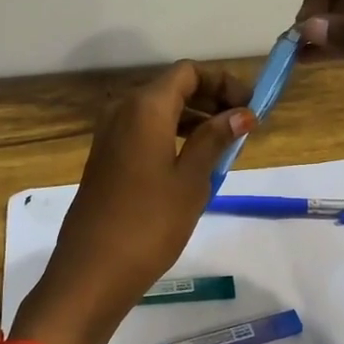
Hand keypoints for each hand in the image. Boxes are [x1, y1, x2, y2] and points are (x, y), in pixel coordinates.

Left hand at [11, 62, 254, 343]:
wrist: (93, 270)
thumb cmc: (150, 223)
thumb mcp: (192, 180)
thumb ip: (215, 140)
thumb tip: (241, 114)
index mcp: (144, 107)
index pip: (188, 73)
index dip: (223, 82)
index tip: (250, 107)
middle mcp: (122, 110)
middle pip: (171, 88)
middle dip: (210, 100)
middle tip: (243, 126)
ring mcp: (108, 135)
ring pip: (157, 111)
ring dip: (192, 119)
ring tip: (224, 146)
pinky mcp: (105, 158)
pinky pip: (143, 132)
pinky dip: (171, 136)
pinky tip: (193, 162)